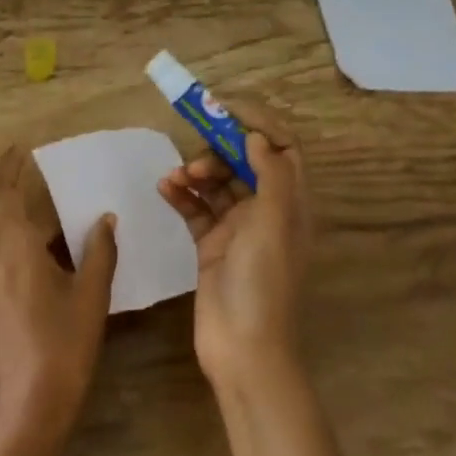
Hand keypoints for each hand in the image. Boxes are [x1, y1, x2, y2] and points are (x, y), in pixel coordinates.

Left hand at [0, 148, 118, 455]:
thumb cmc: (64, 343)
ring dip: (35, 245)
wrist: (30, 405)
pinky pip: (7, 271)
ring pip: (9, 250)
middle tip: (75, 223)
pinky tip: (59, 287)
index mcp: (14, 250)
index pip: (1, 196)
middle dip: (40, 221)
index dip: (7, 170)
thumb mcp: (90, 295)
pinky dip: (28, 266)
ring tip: (74, 257)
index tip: (19, 151)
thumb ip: (99, 252)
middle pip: (11, 226)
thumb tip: (105, 219)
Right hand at [157, 100, 312, 388]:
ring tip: (177, 177)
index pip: (281, 147)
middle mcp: (266, 210)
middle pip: (244, 162)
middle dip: (219, 151)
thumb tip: (257, 136)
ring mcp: (237, 229)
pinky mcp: (211, 245)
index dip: (257, 123)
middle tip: (196, 159)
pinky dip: (181, 195)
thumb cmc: (262, 283)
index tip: (223, 108)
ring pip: (216, 184)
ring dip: (196, 172)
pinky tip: (165, 188)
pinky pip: (195, 208)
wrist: (242, 348)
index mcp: (290, 203)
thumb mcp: (273, 223)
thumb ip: (269, 174)